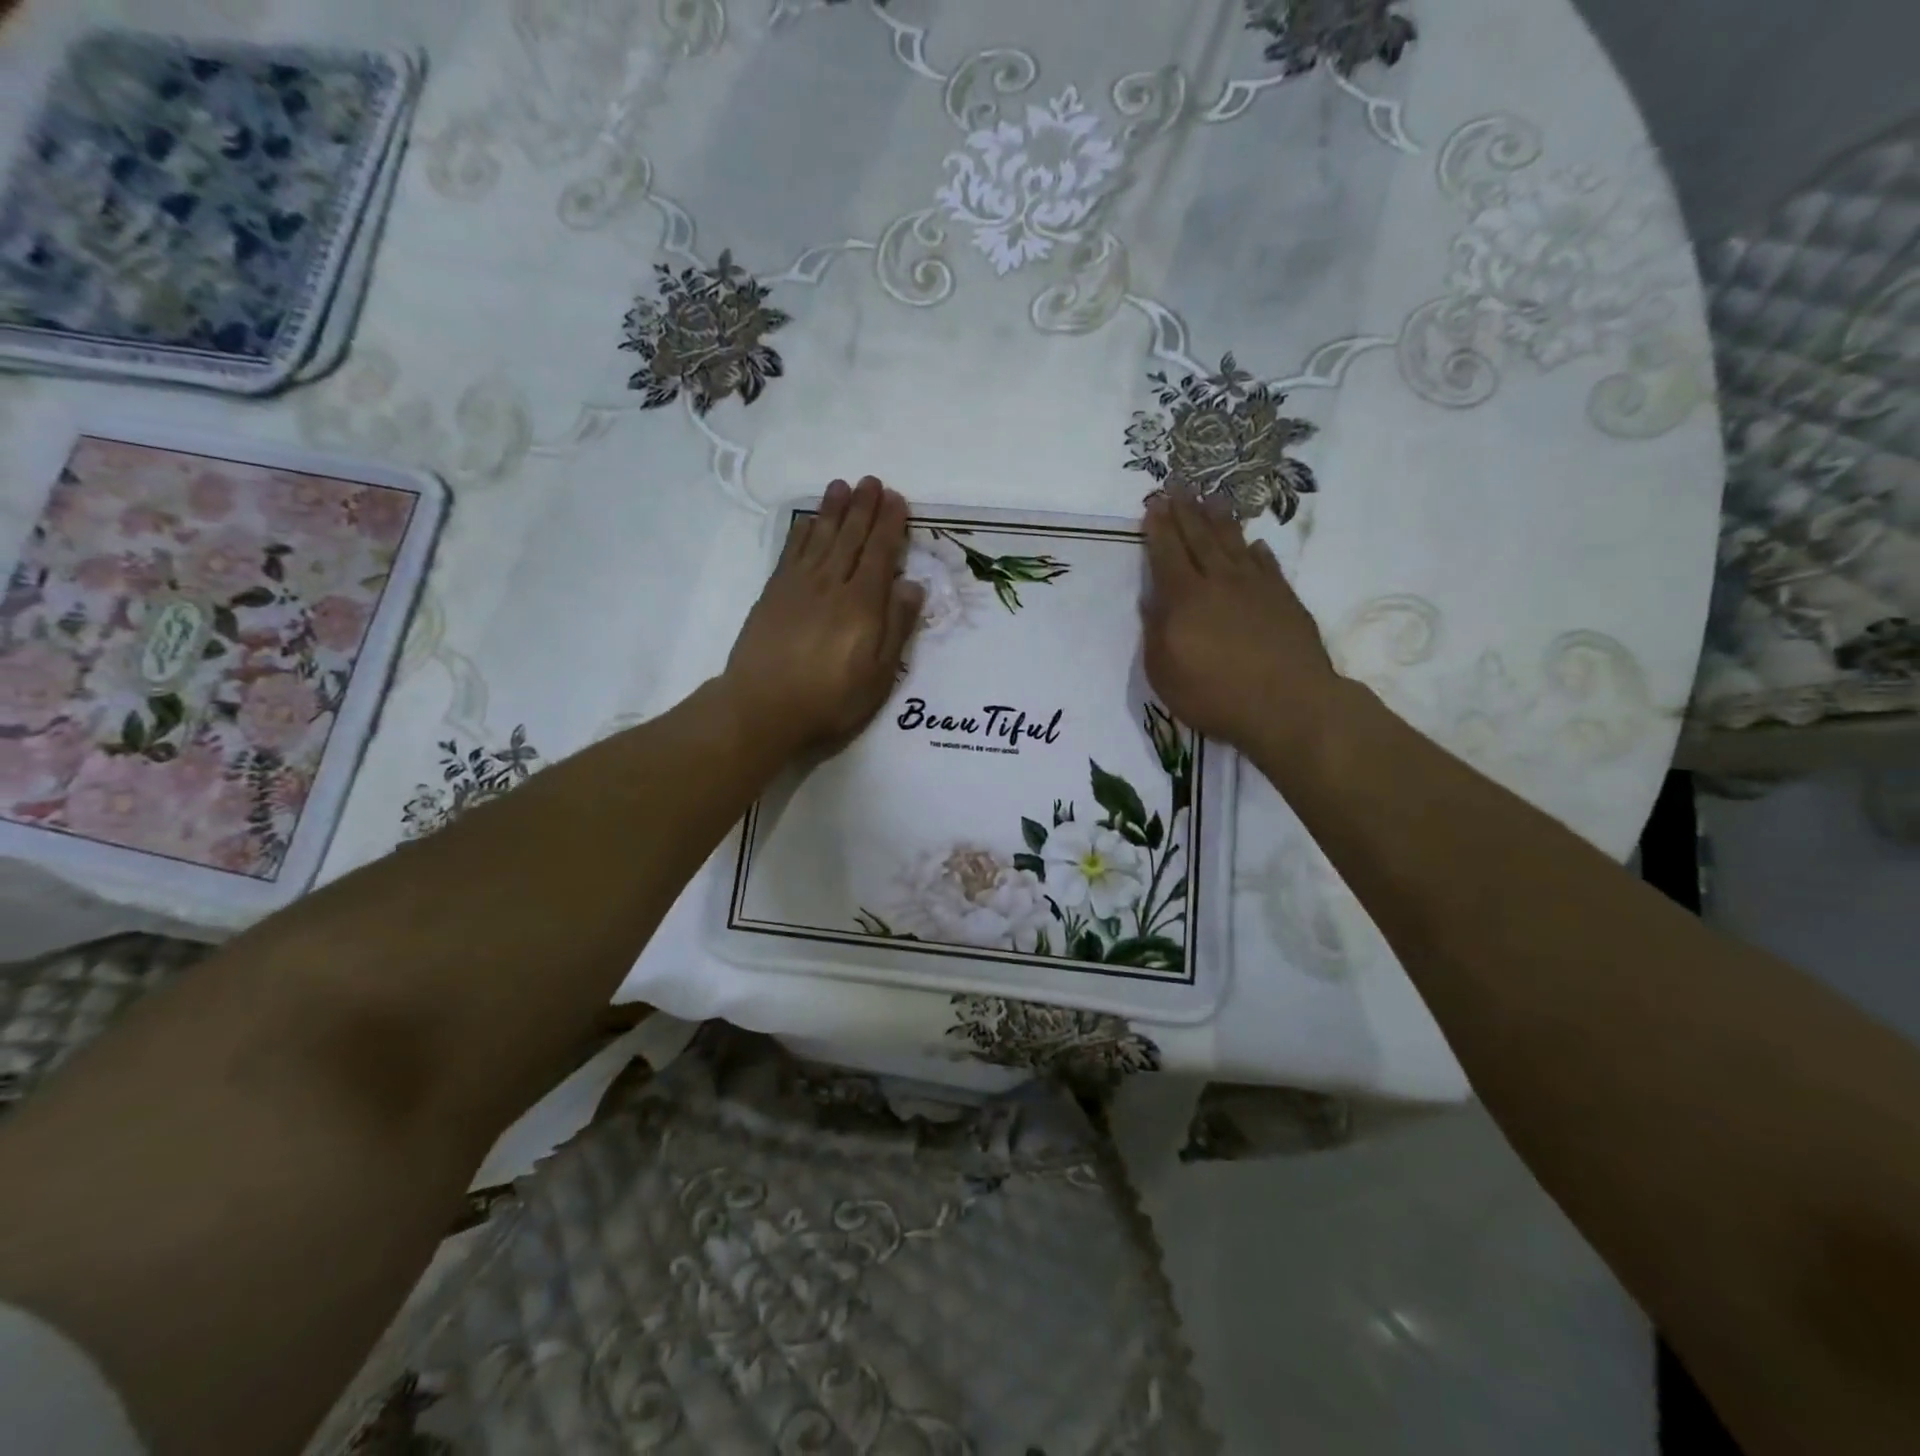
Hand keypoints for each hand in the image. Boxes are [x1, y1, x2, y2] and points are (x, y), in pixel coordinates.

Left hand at [723, 476, 924, 756]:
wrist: (762, 709)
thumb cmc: (830, 700)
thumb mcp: (878, 675)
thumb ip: (896, 627)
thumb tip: (912, 584)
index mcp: (862, 604)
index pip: (880, 554)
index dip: (889, 525)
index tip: (896, 498)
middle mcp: (831, 585)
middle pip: (850, 538)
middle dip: (863, 508)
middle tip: (872, 481)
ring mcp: (798, 586)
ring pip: (820, 538)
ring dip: (833, 510)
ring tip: (842, 485)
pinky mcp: (773, 594)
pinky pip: (791, 552)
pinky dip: (802, 532)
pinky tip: (809, 521)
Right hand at [1140, 494, 1338, 753]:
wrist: (1287, 704)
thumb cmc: (1214, 695)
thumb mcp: (1164, 673)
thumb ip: (1155, 633)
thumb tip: (1153, 601)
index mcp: (1185, 599)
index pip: (1167, 554)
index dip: (1158, 528)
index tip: (1153, 504)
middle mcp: (1219, 582)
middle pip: (1200, 538)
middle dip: (1185, 511)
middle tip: (1177, 486)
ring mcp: (1256, 587)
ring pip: (1234, 543)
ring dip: (1220, 520)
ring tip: (1212, 498)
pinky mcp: (1284, 599)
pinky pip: (1267, 565)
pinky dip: (1257, 552)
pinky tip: (1253, 545)